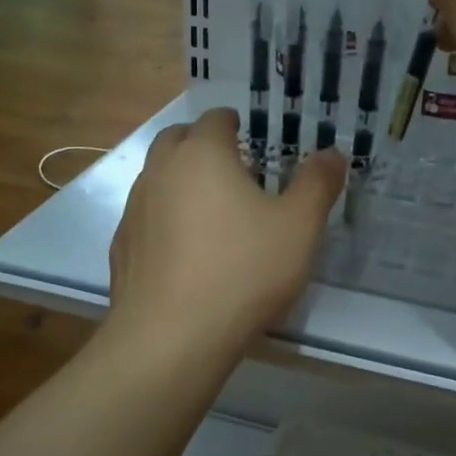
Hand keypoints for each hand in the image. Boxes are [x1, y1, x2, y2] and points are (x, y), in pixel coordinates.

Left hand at [106, 108, 346, 359]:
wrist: (172, 337)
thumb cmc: (243, 271)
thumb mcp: (298, 227)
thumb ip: (317, 184)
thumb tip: (333, 153)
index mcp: (202, 154)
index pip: (215, 119)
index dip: (233, 123)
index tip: (249, 137)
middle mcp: (161, 170)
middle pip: (177, 139)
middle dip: (201, 144)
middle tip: (230, 167)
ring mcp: (134, 209)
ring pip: (156, 177)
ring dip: (180, 180)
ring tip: (209, 209)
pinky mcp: (122, 246)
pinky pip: (145, 217)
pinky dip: (163, 218)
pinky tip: (184, 250)